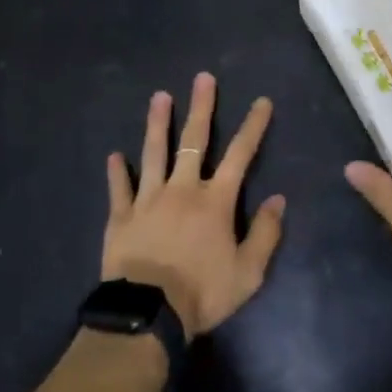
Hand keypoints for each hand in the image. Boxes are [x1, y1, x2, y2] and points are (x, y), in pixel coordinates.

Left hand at [103, 73, 286, 336]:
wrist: (148, 313)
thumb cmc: (202, 292)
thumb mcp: (248, 273)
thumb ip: (265, 234)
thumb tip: (278, 199)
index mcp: (215, 200)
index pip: (240, 154)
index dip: (253, 126)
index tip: (261, 101)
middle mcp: (182, 189)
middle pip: (194, 140)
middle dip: (201, 107)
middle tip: (203, 78)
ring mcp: (148, 199)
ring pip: (153, 153)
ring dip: (157, 124)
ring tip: (159, 97)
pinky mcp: (121, 216)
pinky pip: (119, 188)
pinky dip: (116, 172)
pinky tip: (113, 155)